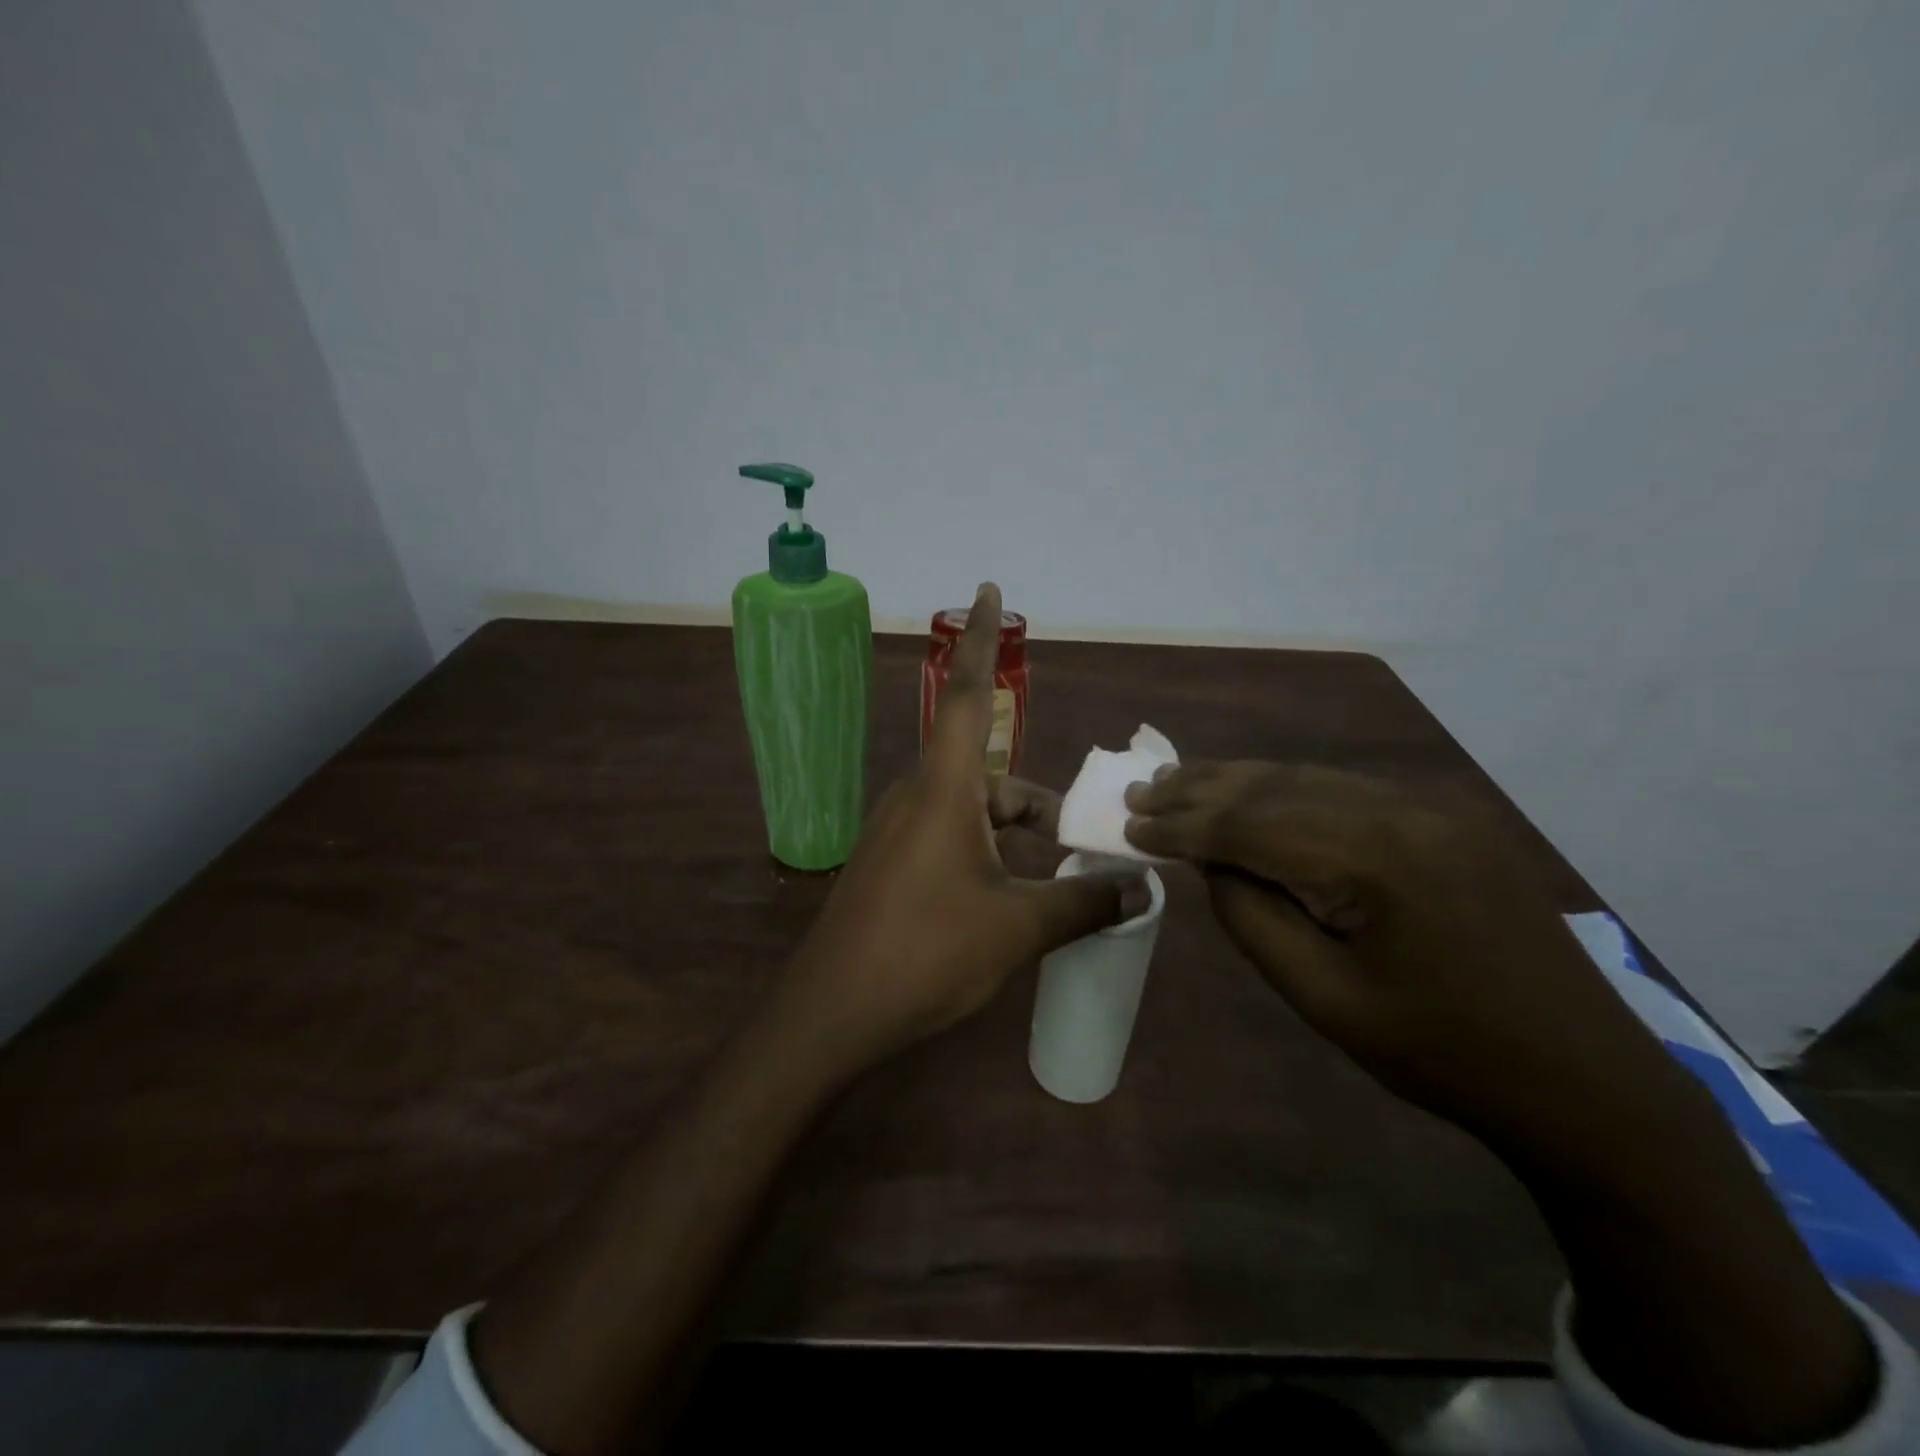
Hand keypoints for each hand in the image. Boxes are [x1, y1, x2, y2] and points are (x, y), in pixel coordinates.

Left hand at [776, 583, 1147, 1066]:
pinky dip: (990, 855)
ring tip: (1062, 880)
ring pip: (972, 812)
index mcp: (943, 789)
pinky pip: (951, 839)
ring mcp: (898, 832)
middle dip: (1038, 803)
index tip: (987, 590)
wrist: (833, 1012)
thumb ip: (1082, 903)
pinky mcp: (891, 865)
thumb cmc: (925, 954)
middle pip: (989, 774)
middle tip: (1083, 839)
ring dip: (1016, 835)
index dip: (979, 639)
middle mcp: (917, 797)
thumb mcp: (1016, 929)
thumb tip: (1139, 890)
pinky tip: (1015, 900)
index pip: (964, 693)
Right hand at [1122, 762, 1687, 1148]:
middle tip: (1141, 792)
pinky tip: (1253, 795)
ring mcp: (1430, 807)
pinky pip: (1344, 790)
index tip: (1128, 824)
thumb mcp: (1323, 998)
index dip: (1182, 824)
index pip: (1250, 826)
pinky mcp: (1443, 817)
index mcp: (1375, 859)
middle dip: (1200, 789)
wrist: (1582, 1078)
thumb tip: (1210, 862)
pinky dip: (1286, 791)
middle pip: (1275, 786)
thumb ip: (1253, 917)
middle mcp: (1403, 810)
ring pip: (1307, 778)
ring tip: (1178, 782)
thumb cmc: (1441, 1053)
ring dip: (1238, 782)